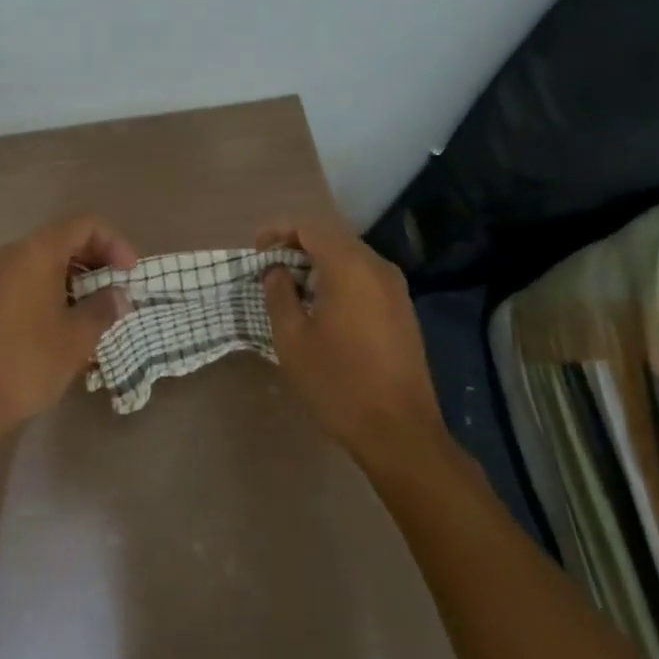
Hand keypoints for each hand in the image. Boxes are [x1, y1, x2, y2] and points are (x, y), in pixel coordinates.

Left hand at [0, 215, 136, 439]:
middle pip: (65, 239)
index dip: (115, 243)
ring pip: (47, 261)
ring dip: (78, 279)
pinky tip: (69, 324)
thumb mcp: (77, 337)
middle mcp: (14, 253)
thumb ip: (103, 308)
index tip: (130, 275)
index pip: (86, 225)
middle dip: (98, 261)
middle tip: (119, 292)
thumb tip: (119, 296)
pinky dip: (56, 290)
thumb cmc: (27, 362)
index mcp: (37, 252)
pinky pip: (30, 280)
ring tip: (99, 311)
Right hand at [258, 215, 450, 466]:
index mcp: (350, 266)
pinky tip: (322, 306)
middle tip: (269, 268)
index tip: (256, 251)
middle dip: (297, 245)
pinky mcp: (402, 309)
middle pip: (332, 237)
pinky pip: (365, 276)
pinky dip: (339, 278)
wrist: (400, 432)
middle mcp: (377, 267)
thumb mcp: (292, 338)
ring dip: (318, 262)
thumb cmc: (338, 382)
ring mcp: (395, 288)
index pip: (309, 226)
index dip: (278, 231)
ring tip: (291, 287)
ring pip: (350, 256)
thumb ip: (279, 293)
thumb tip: (277, 270)